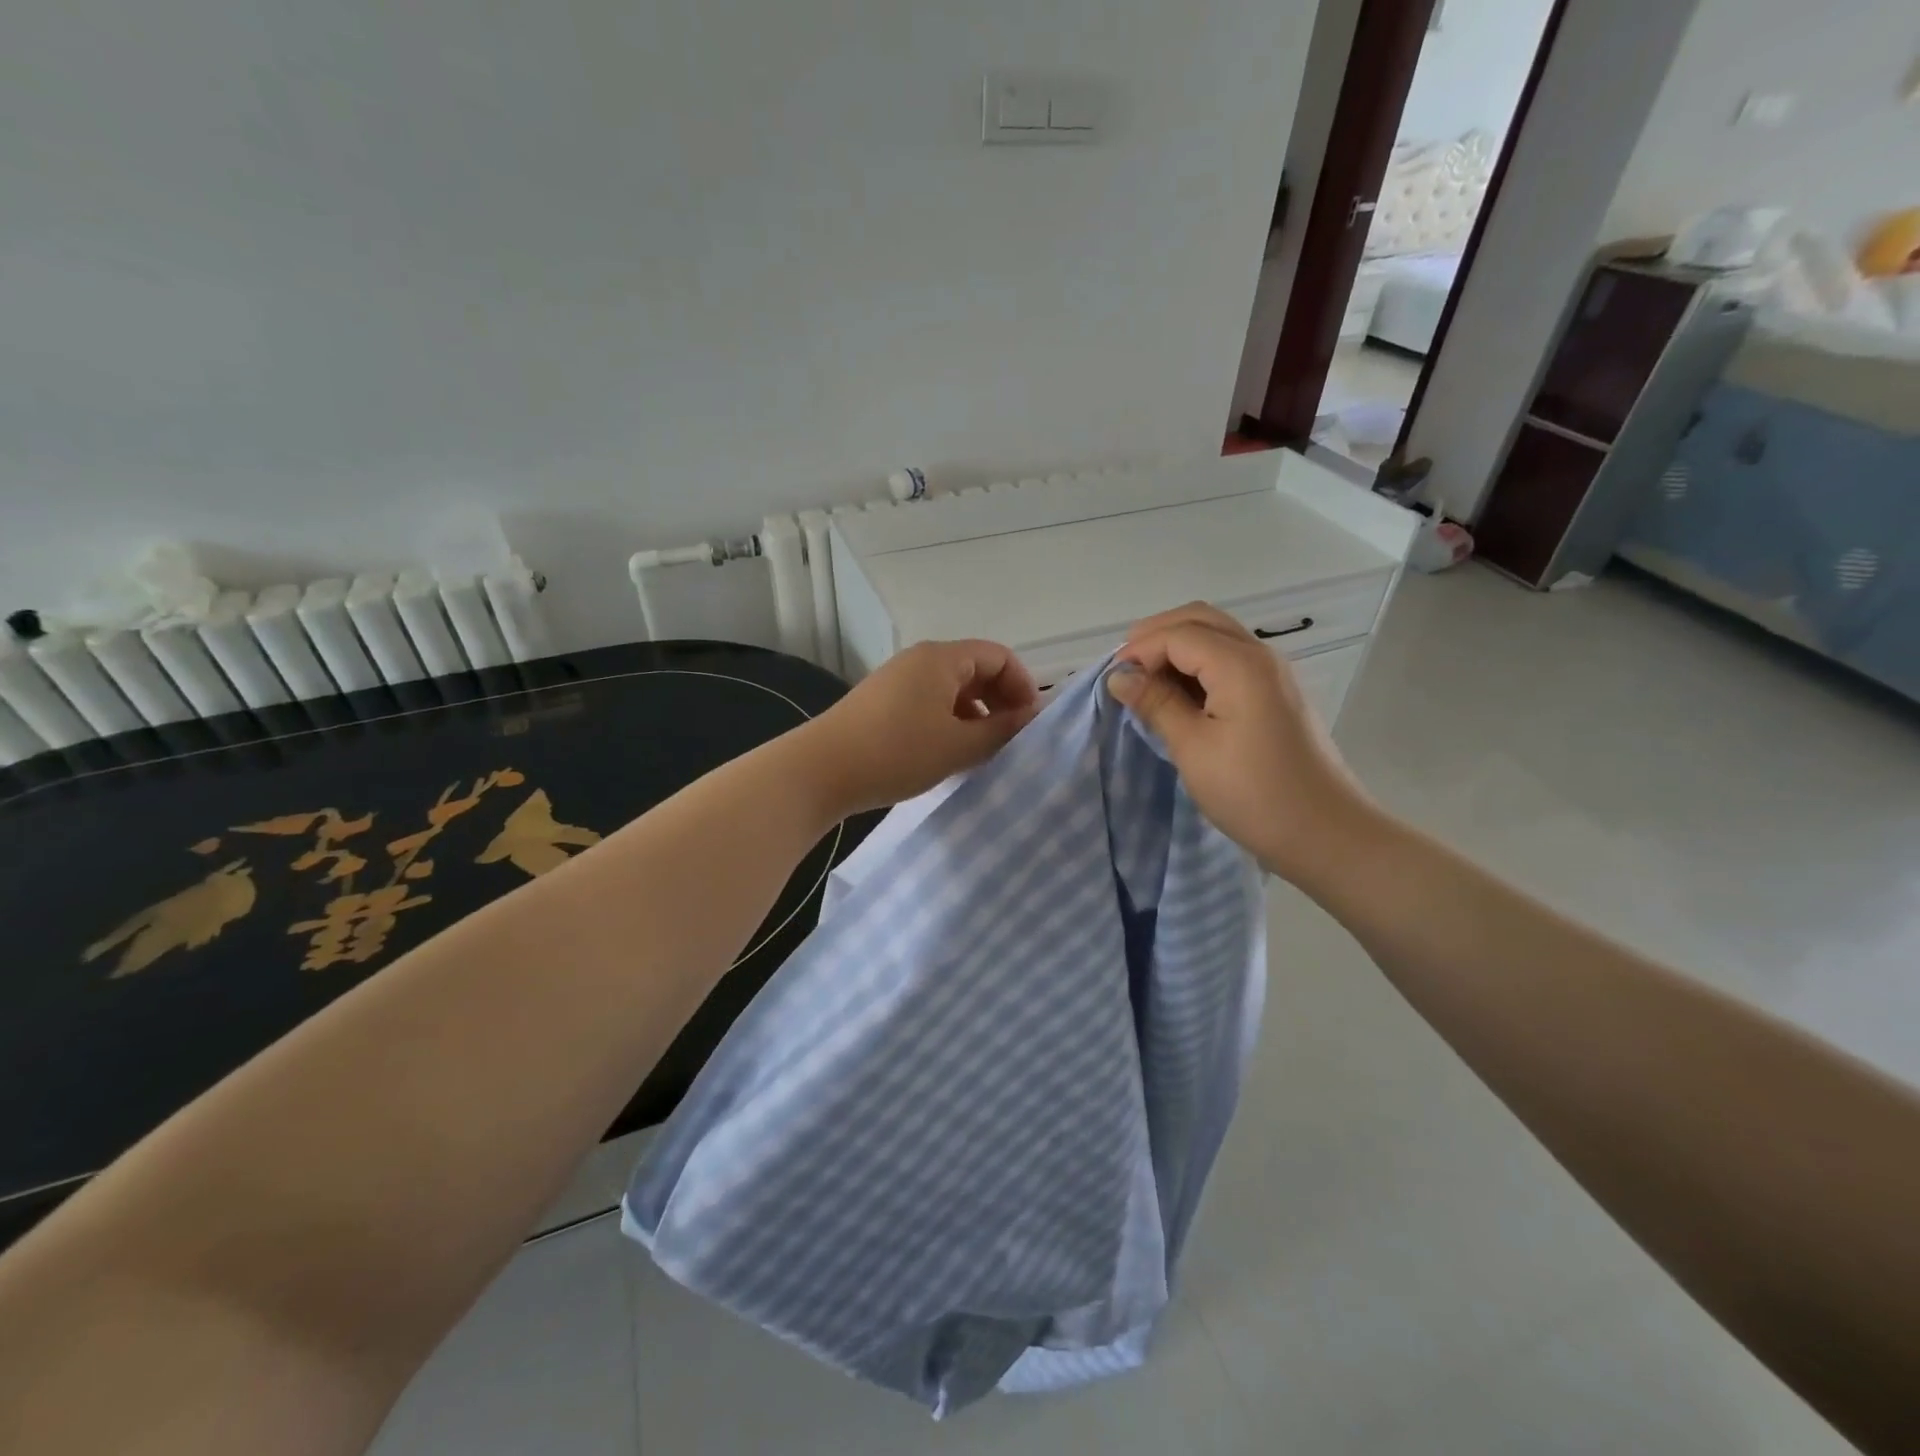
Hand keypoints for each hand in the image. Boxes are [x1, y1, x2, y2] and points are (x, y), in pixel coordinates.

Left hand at [796, 640, 1041, 817]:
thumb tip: (1032, 716)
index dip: (1023, 686)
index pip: (999, 656)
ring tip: (981, 752)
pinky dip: (949, 722)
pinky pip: (930, 703)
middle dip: (1000, 701)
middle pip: (976, 669)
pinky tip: (948, 754)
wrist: (821, 770)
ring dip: (975, 715)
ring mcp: (898, 680)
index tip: (1030, 724)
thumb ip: (1002, 730)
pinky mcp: (882, 703)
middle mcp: (920, 660)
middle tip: (1010, 740)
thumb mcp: (959, 745)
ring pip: (952, 689)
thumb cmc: (898, 752)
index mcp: (942, 658)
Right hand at [1106, 603, 1373, 884]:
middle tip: (1126, 671)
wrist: (1325, 833)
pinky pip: (1230, 660)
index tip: (1112, 682)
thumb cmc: (1253, 793)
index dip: (1139, 650)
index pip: (1178, 634)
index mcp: (1240, 664)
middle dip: (1156, 636)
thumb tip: (1119, 676)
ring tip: (1146, 684)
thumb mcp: (1193, 749)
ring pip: (1216, 637)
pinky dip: (1198, 666)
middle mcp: (1260, 655)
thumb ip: (1156, 704)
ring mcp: (1272, 674)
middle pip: (1200, 620)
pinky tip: (1178, 697)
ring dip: (1177, 649)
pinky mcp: (1276, 694)